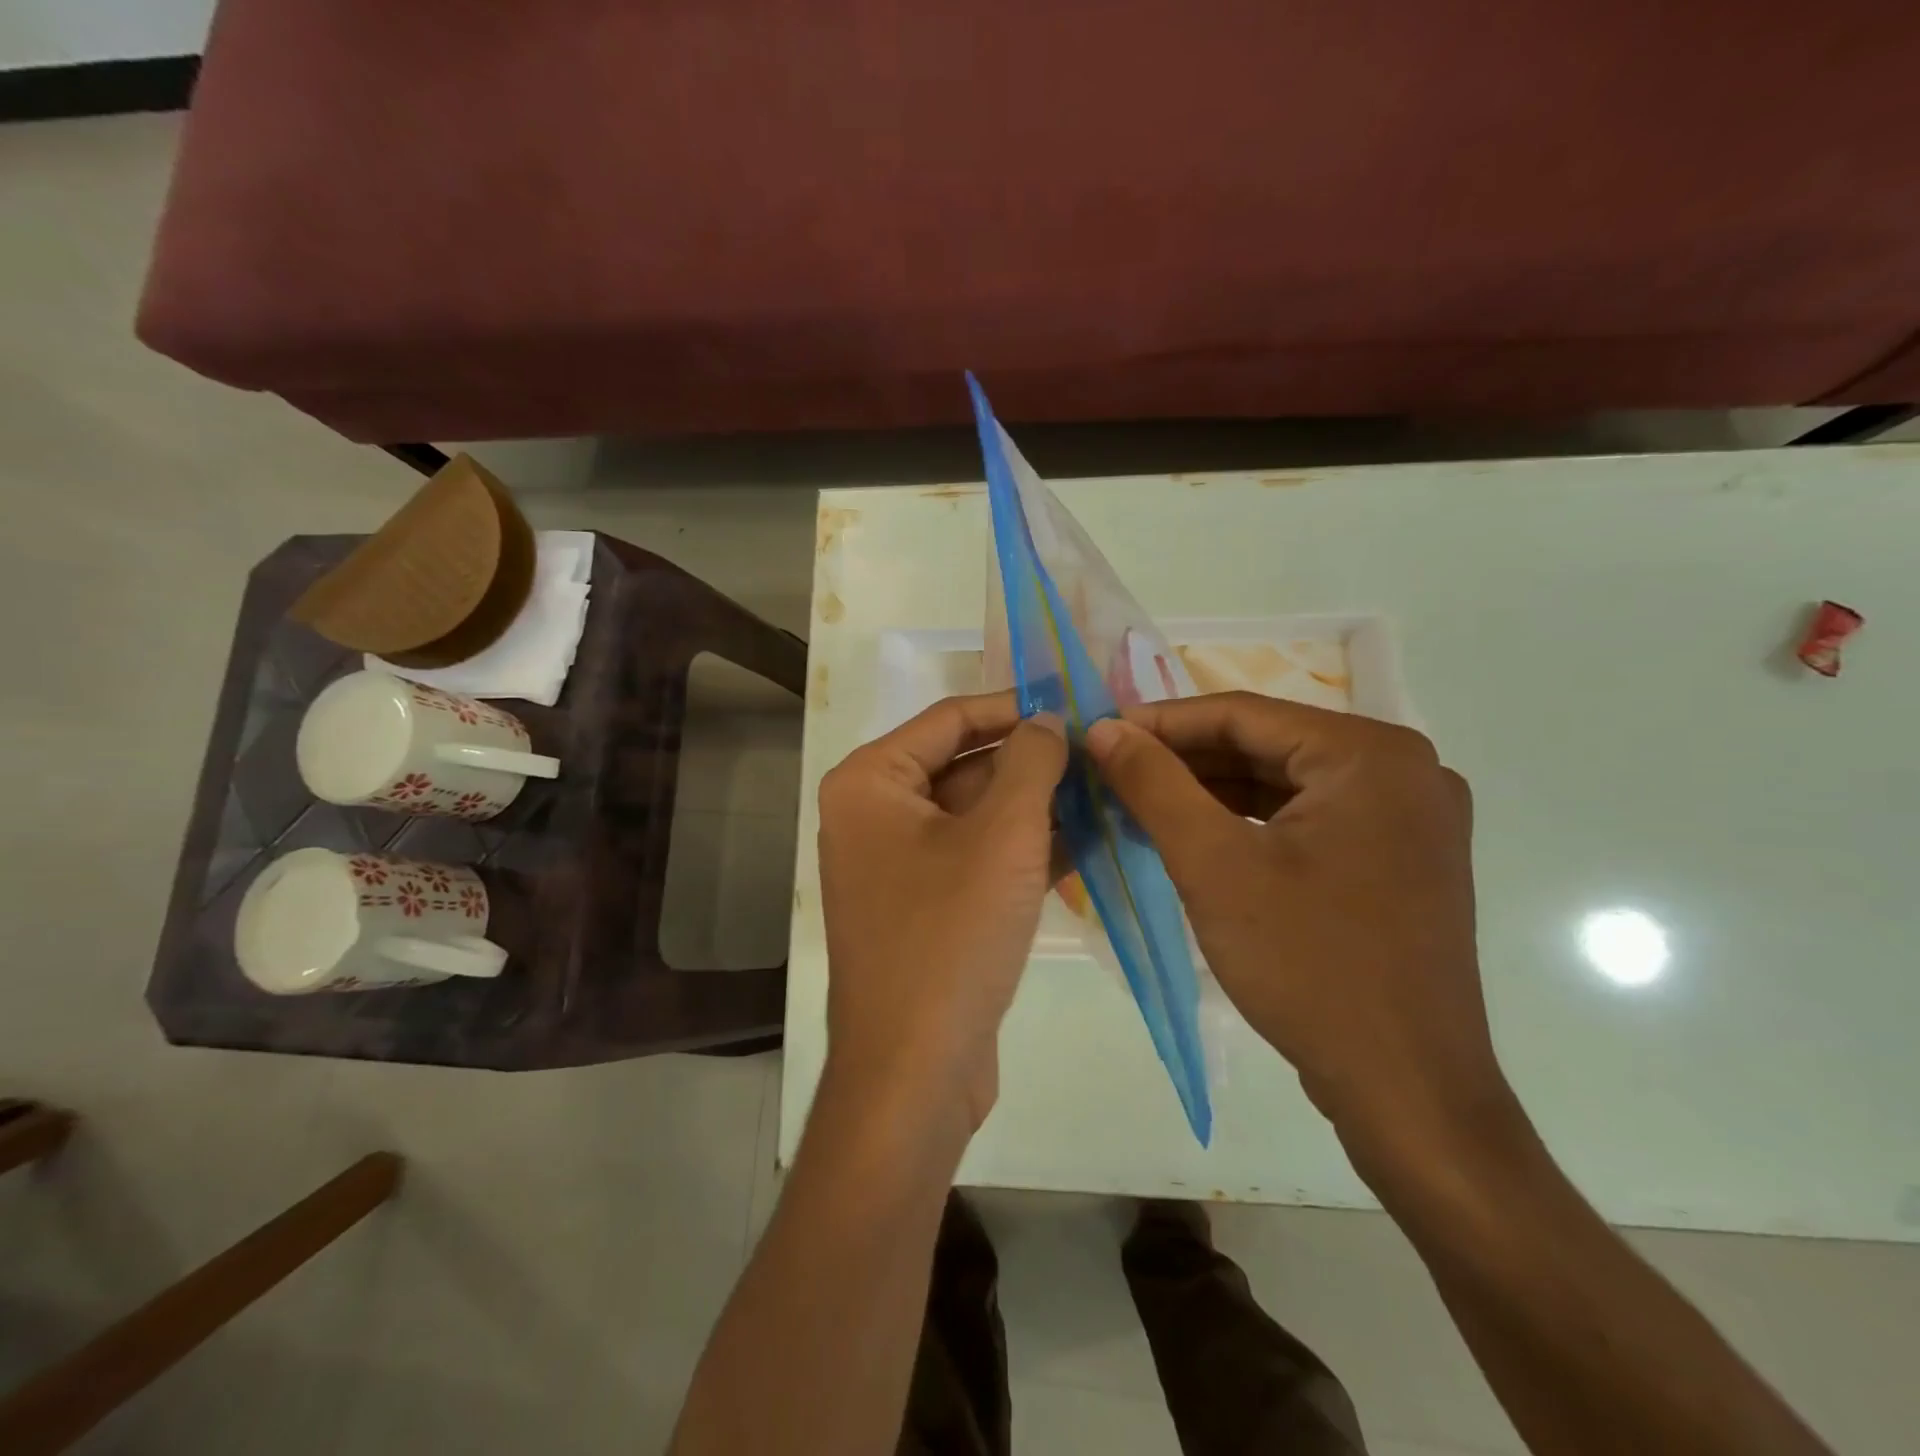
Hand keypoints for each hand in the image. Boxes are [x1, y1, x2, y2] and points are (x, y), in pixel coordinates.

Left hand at [818, 692, 1066, 1130]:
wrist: (915, 1071)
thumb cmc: (951, 936)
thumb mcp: (1004, 836)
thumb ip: (1030, 763)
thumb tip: (1047, 719)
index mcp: (870, 782)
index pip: (950, 718)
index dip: (1015, 707)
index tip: (1075, 704)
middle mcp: (874, 815)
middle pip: (964, 765)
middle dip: (1032, 762)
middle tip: (1102, 753)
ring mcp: (897, 864)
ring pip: (977, 815)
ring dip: (1037, 807)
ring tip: (1107, 791)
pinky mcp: (925, 907)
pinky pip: (977, 859)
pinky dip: (1025, 849)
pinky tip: (1088, 840)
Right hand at [1087, 692, 1519, 1176]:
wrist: (1407, 1092)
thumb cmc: (1309, 968)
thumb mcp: (1213, 866)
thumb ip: (1154, 784)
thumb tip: (1105, 728)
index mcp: (1371, 756)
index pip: (1244, 713)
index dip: (1162, 722)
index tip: (1102, 734)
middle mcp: (1403, 771)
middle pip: (1267, 745)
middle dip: (1185, 758)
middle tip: (1113, 770)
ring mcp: (1407, 818)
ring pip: (1285, 782)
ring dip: (1211, 789)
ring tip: (1140, 799)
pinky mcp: (1397, 859)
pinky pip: (1308, 818)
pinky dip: (1248, 822)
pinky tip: (1194, 833)